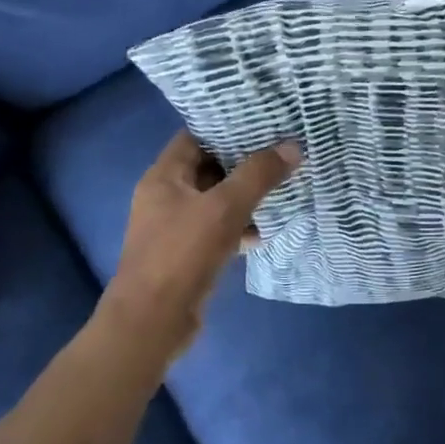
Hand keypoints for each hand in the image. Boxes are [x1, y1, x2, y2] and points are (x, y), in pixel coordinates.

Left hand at [95, 131, 301, 368]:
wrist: (151, 324)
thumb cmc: (182, 255)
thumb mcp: (225, 209)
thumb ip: (258, 175)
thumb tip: (293, 147)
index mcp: (164, 176)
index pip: (195, 135)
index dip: (226, 125)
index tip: (262, 119)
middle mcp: (165, 196)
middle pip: (208, 168)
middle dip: (243, 162)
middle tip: (280, 150)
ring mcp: (174, 227)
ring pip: (215, 201)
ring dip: (244, 196)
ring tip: (281, 186)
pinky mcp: (186, 255)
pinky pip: (216, 230)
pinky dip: (238, 227)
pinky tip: (265, 231)